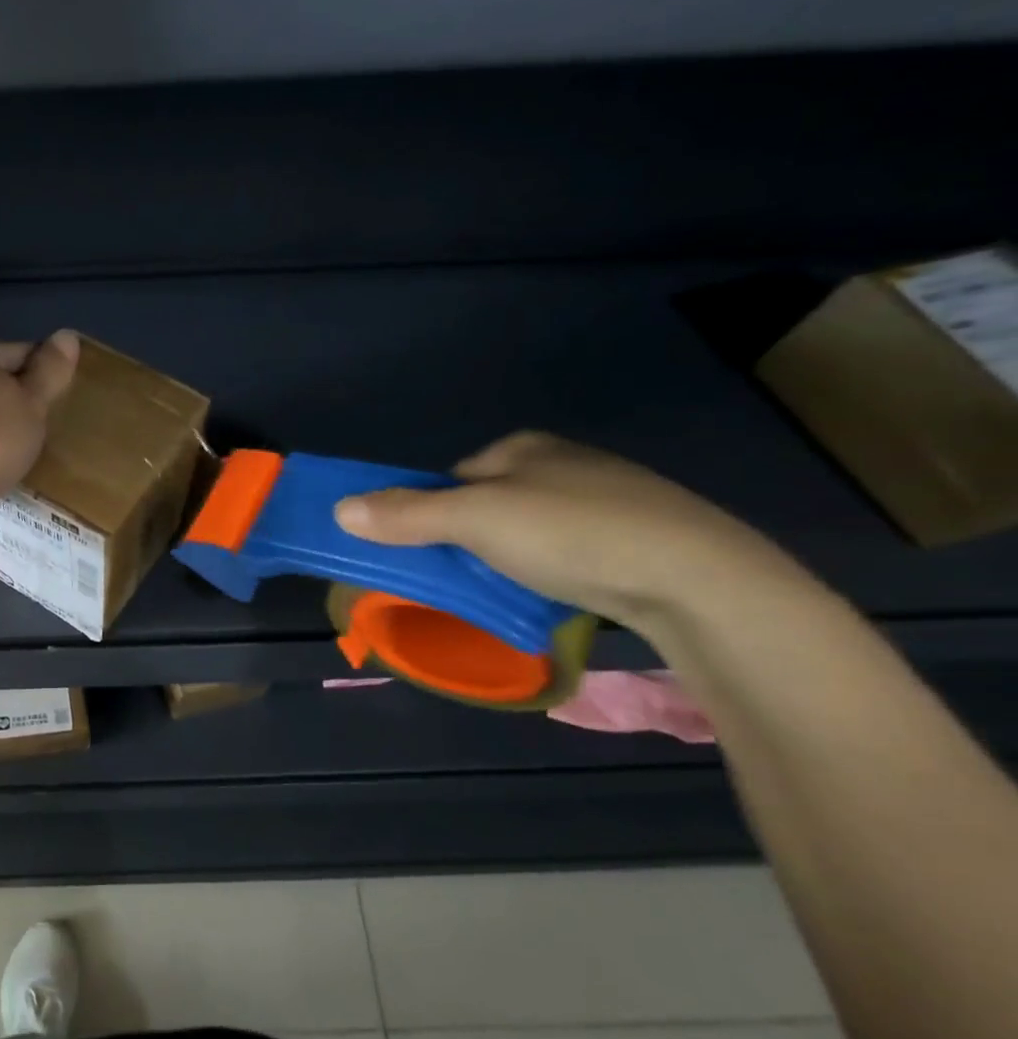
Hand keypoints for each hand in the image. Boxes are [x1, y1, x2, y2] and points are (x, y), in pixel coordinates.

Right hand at [332, 431, 798, 627]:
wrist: (699, 579)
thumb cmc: (572, 533)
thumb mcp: (475, 520)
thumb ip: (406, 514)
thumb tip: (339, 509)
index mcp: (523, 446)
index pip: (452, 478)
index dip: (431, 513)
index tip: (431, 551)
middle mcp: (563, 462)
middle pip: (488, 504)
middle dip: (471, 539)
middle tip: (469, 576)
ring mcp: (607, 498)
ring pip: (529, 530)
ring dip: (512, 558)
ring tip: (514, 591)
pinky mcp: (639, 536)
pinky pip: (570, 550)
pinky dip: (554, 570)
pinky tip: (561, 592)